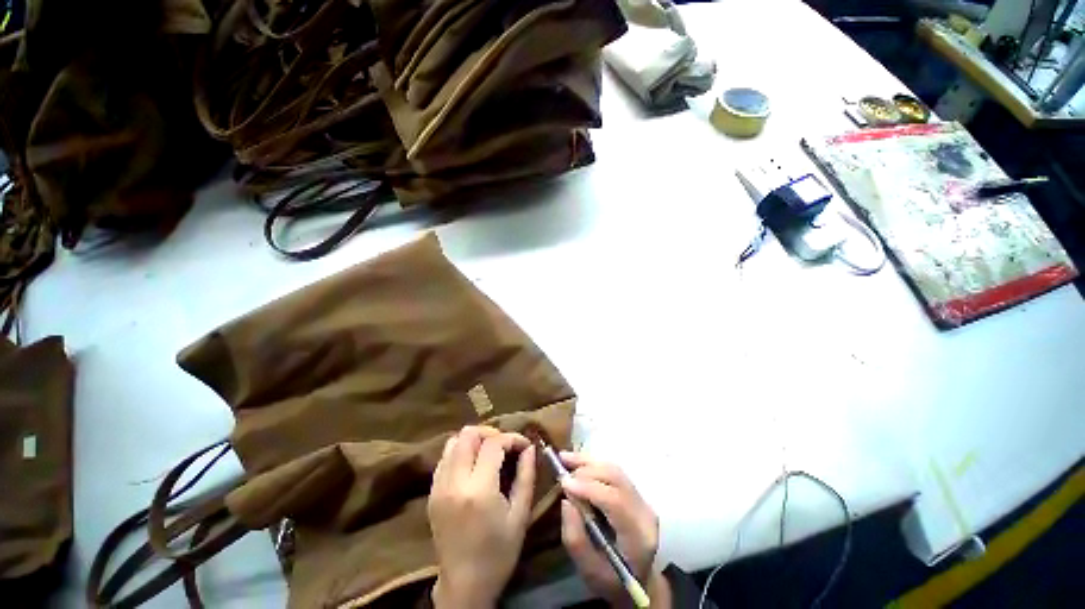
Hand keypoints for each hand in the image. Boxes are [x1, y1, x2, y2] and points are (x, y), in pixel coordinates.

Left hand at [428, 426, 535, 607]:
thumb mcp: (520, 515)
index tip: (525, 446)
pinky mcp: (432, 492)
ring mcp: (439, 486)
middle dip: (491, 433)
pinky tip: (473, 465)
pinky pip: (444, 457)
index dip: (513, 438)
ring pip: (453, 441)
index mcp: (479, 490)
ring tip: (490, 453)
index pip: (494, 443)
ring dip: (474, 440)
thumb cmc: (499, 552)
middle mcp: (454, 482)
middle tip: (506, 446)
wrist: (464, 585)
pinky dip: (460, 452)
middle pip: (468, 434)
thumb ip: (526, 475)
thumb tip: (530, 448)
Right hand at [559, 452, 664, 607]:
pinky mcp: (635, 492)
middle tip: (562, 473)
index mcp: (638, 536)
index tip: (564, 483)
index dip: (589, 487)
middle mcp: (645, 512)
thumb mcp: (589, 571)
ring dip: (588, 462)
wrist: (637, 581)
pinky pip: (614, 471)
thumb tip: (566, 500)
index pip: (615, 501)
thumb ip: (575, 539)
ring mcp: (643, 499)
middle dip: (586, 471)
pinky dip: (593, 464)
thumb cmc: (611, 580)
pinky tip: (576, 461)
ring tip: (564, 458)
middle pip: (616, 478)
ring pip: (614, 470)